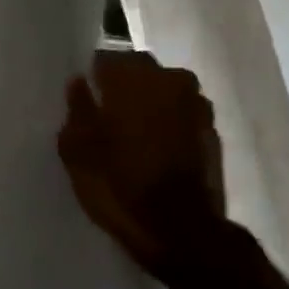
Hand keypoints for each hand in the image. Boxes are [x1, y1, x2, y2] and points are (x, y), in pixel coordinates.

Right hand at [58, 49, 231, 288]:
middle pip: (139, 68)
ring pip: (164, 89)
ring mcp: (196, 104)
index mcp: (130, 79)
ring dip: (149, 102)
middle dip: (123, 85)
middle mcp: (168, 80)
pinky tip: (156, 147)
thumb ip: (76, 110)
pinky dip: (169, 121)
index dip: (93, 77)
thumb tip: (78, 84)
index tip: (84, 97)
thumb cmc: (118, 186)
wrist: (181, 230)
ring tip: (132, 132)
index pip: (105, 57)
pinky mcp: (212, 129)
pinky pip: (181, 112)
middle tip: (106, 114)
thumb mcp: (77, 152)